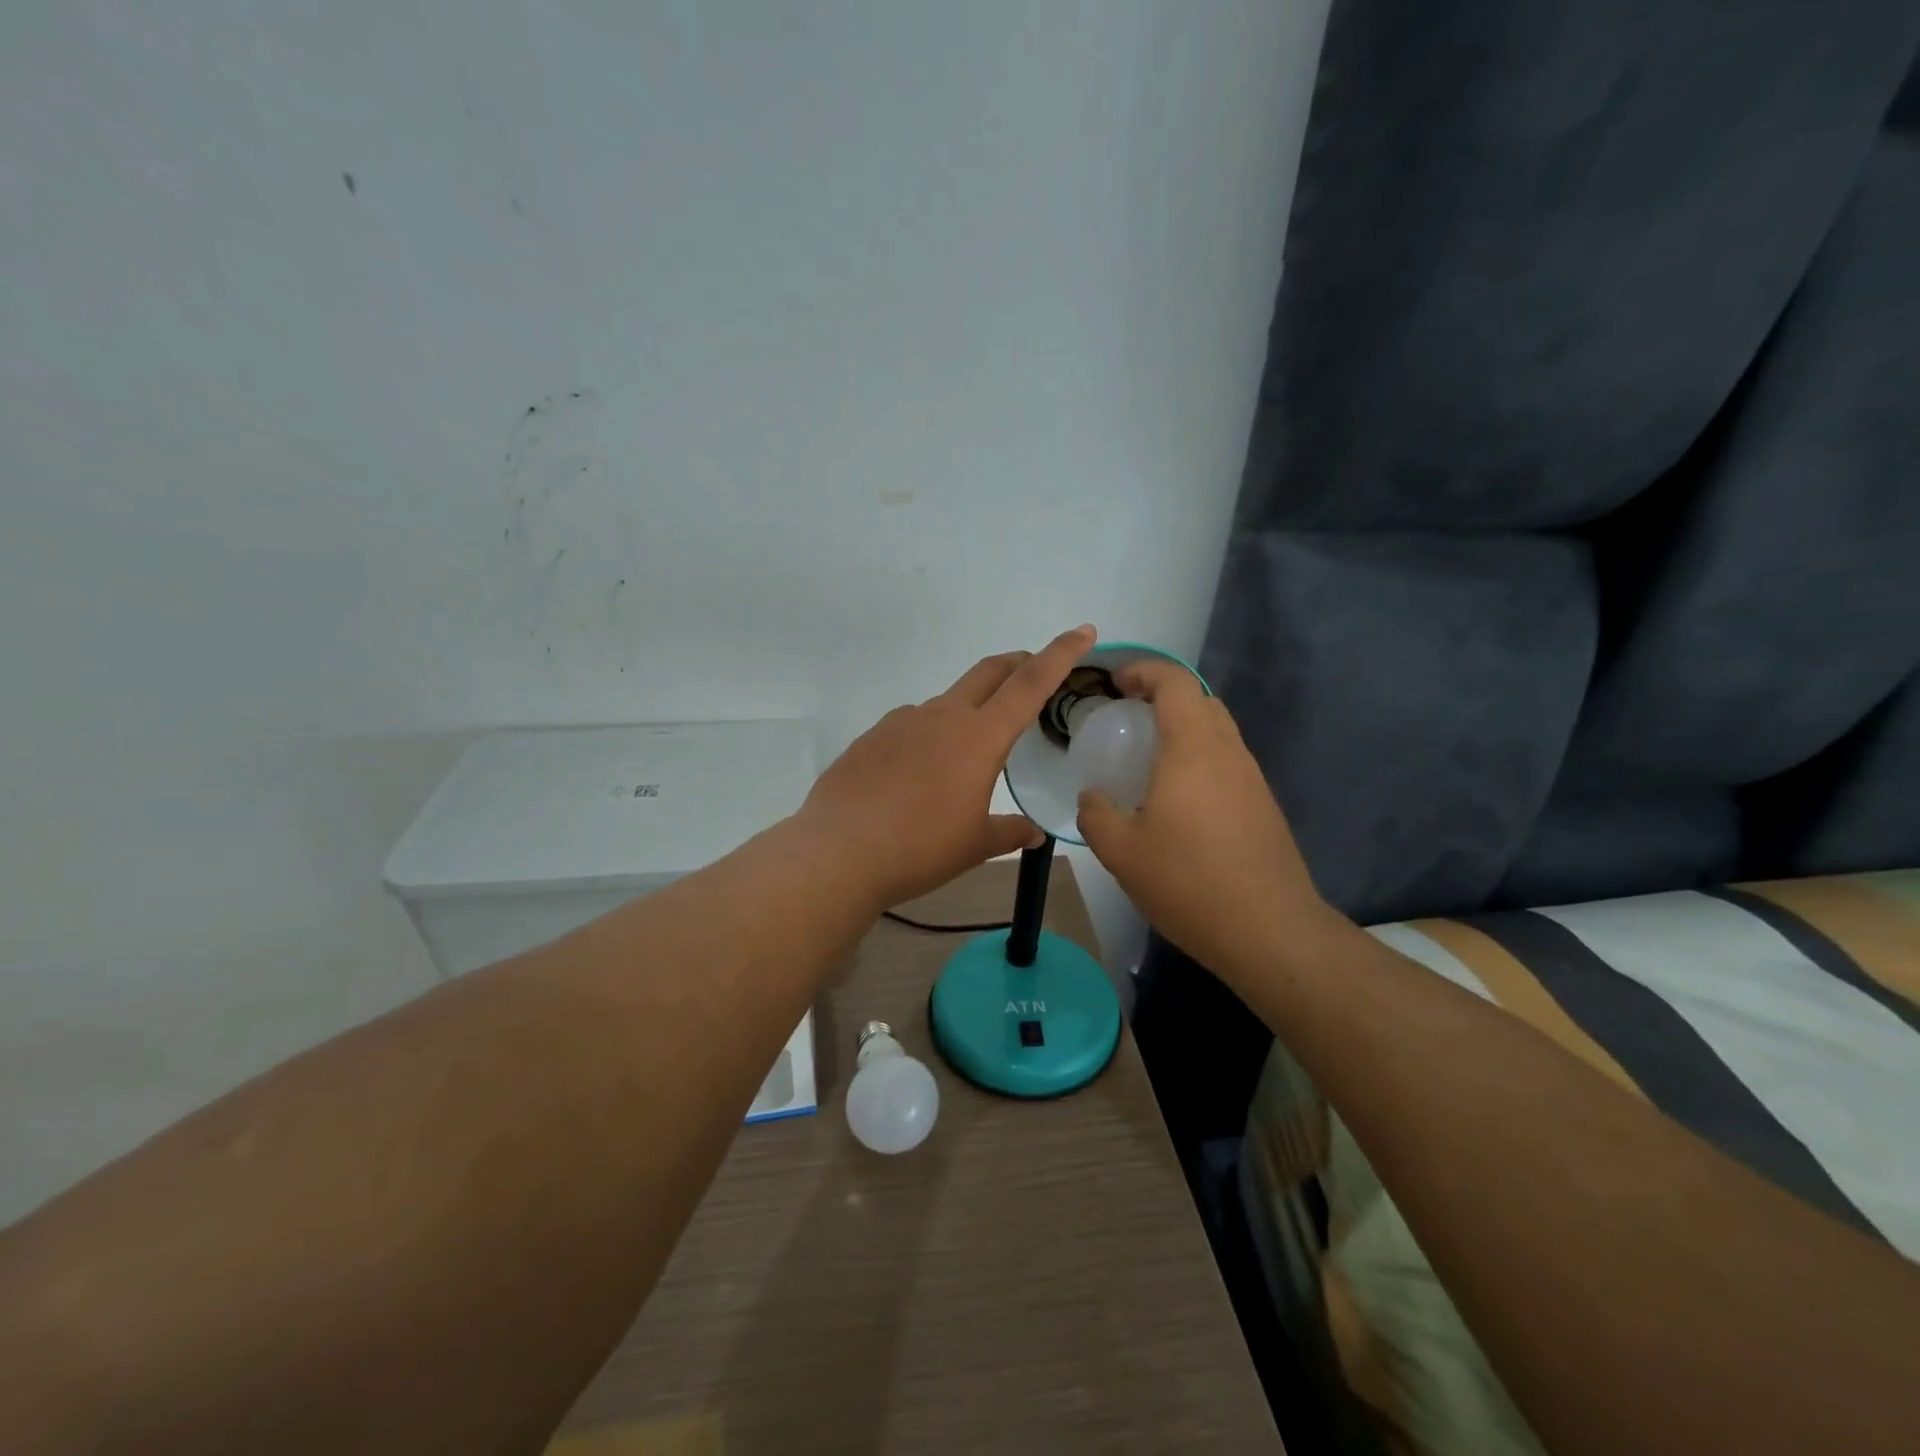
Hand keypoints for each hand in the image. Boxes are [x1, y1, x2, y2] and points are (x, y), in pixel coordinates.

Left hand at [798, 625, 1097, 911]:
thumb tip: (1034, 832)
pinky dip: (929, 735)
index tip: (1083, 631)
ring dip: (968, 709)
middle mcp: (942, 716)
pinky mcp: (872, 736)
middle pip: (989, 672)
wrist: (838, 852)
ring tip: (967, 752)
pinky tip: (918, 773)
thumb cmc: (920, 848)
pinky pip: (911, 725)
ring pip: (947, 701)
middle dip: (1017, 663)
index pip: (1030, 683)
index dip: (1060, 654)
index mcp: (979, 737)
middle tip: (1033, 670)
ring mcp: (902, 722)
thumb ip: (1009, 832)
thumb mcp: (975, 845)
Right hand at [1076, 659, 1336, 981]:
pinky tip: (1177, 802)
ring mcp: (1252, 780)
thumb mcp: (1121, 851)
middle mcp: (1228, 753)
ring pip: (1218, 732)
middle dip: (1163, 697)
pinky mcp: (1263, 807)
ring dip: (1184, 730)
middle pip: (1201, 701)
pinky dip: (1199, 760)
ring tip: (1147, 762)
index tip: (1115, 685)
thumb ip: (1096, 814)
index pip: (1175, 682)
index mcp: (1193, 749)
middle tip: (1128, 720)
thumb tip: (1093, 799)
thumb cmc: (1188, 881)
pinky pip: (1227, 763)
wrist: (1269, 931)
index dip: (1144, 671)